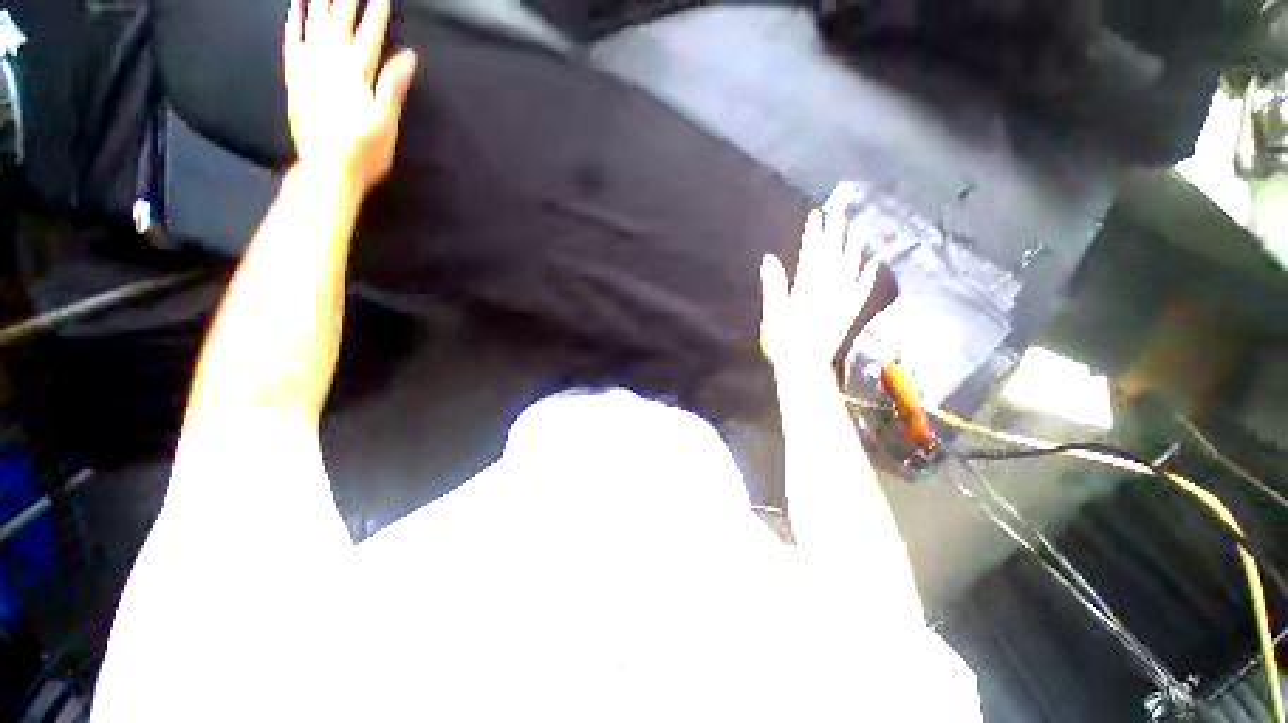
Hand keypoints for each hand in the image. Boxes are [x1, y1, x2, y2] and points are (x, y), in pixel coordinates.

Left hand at [284, 0, 417, 191]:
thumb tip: (409, 56)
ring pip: (315, 23)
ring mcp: (309, 68)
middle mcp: (330, 62)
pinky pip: (292, 41)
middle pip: (340, 21)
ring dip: (321, 1)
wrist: (326, 169)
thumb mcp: (387, 122)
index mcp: (356, 74)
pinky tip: (296, 6)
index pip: (370, 35)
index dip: (376, 11)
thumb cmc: (364, 151)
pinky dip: (294, 21)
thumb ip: (393, 86)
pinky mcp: (294, 78)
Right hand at [759, 207, 877, 369]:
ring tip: (856, 228)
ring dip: (854, 246)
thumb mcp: (773, 311)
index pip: (812, 253)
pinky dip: (868, 274)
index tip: (816, 215)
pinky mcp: (850, 311)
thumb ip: (773, 284)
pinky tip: (874, 262)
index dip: (814, 233)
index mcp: (807, 286)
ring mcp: (842, 299)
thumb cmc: (783, 340)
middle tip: (837, 211)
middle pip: (833, 255)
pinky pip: (862, 289)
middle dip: (834, 232)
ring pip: (851, 267)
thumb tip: (768, 258)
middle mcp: (829, 288)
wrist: (805, 365)